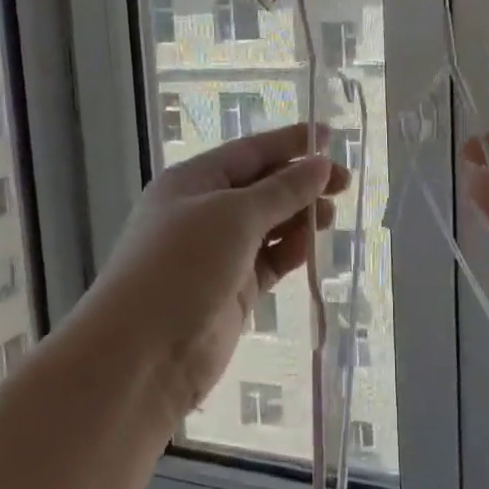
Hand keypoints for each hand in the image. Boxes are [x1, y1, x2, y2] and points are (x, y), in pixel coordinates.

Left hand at [78, 124, 346, 425]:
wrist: (144, 352)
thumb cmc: (183, 264)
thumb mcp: (234, 216)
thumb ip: (282, 190)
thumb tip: (320, 164)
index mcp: (193, 181)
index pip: (249, 151)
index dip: (289, 142)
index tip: (330, 136)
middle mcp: (203, 212)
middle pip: (261, 187)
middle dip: (301, 182)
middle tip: (344, 185)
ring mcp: (218, 253)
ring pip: (268, 225)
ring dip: (299, 218)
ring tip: (329, 218)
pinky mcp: (232, 290)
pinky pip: (269, 261)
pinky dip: (289, 251)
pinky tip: (310, 249)